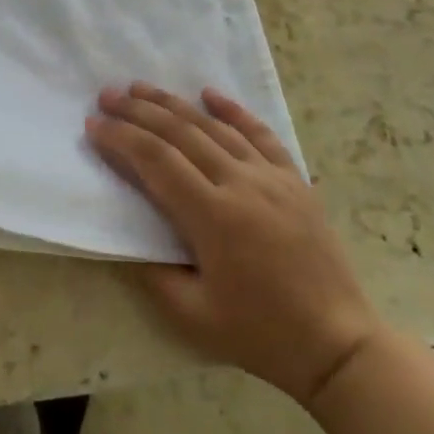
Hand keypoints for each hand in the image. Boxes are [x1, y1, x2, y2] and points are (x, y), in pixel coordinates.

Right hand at [87, 82, 383, 407]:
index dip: (121, 139)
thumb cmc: (260, 334)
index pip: (156, 162)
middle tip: (107, 95)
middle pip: (180, 133)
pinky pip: (260, 134)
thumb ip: (152, 271)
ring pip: (214, 127)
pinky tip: (209, 93)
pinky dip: (233, 110)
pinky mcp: (295, 180)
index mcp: (214, 218)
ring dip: (173, 103)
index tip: (94, 124)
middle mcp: (242, 185)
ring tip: (141, 88)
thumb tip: (127, 233)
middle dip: (138, 111)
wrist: (339, 345)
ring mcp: (273, 178)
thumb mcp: (192, 316)